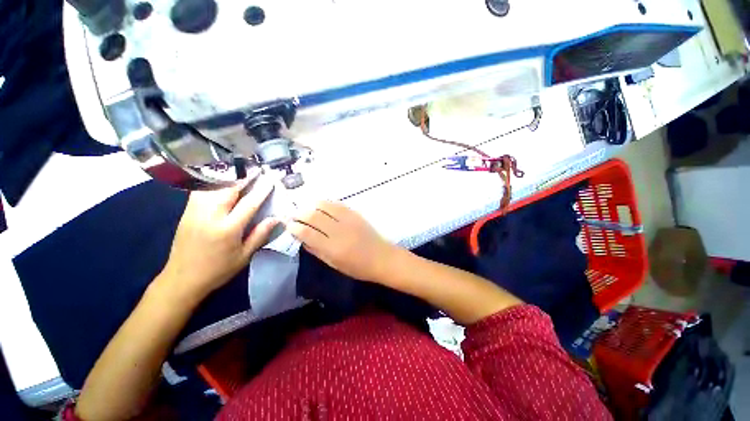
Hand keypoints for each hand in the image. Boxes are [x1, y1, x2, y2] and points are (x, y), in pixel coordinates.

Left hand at [159, 172, 278, 302]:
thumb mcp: (244, 256)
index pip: (248, 203)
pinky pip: (200, 190)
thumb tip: (276, 219)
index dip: (261, 190)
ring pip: (211, 186)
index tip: (270, 179)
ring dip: (227, 176)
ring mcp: (194, 212)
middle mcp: (209, 216)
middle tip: (255, 168)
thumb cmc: (218, 269)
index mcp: (227, 229)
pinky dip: (212, 182)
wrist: (182, 279)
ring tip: (239, 170)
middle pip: (228, 189)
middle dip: (243, 176)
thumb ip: (260, 235)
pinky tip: (219, 179)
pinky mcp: (186, 212)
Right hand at [287, 201, 397, 282]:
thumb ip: (316, 250)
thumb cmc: (357, 267)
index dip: (295, 227)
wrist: (381, 258)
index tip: (289, 225)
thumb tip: (302, 238)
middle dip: (299, 213)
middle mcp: (339, 231)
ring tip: (306, 208)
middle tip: (294, 215)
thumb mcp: (333, 264)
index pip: (307, 233)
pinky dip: (327, 203)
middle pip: (313, 216)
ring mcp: (348, 220)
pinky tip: (321, 206)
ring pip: (325, 206)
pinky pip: (338, 204)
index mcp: (332, 248)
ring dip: (312, 205)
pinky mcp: (356, 214)